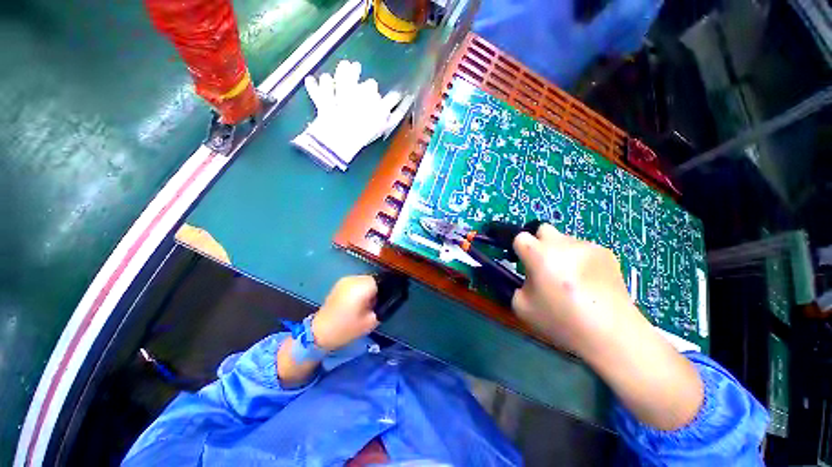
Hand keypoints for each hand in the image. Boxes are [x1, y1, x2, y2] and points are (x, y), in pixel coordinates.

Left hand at [312, 275, 379, 351]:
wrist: (319, 332)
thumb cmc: (346, 328)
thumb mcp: (371, 321)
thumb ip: (383, 308)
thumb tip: (388, 300)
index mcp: (362, 286)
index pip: (382, 281)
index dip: (386, 291)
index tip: (384, 302)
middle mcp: (354, 279)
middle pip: (373, 279)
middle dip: (377, 289)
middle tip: (375, 304)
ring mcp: (345, 280)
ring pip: (365, 280)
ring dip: (368, 288)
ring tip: (366, 303)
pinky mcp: (339, 283)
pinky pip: (356, 282)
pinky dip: (360, 288)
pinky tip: (357, 301)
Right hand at [511, 223, 643, 354]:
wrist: (611, 333)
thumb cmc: (561, 320)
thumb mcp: (522, 307)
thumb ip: (516, 286)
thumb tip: (527, 279)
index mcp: (538, 254)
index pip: (520, 236)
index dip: (519, 249)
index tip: (522, 263)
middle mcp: (561, 243)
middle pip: (543, 229)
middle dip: (538, 243)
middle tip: (544, 265)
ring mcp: (586, 246)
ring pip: (564, 240)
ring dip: (561, 253)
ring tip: (571, 279)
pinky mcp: (606, 253)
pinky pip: (584, 249)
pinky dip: (580, 260)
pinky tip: (589, 282)